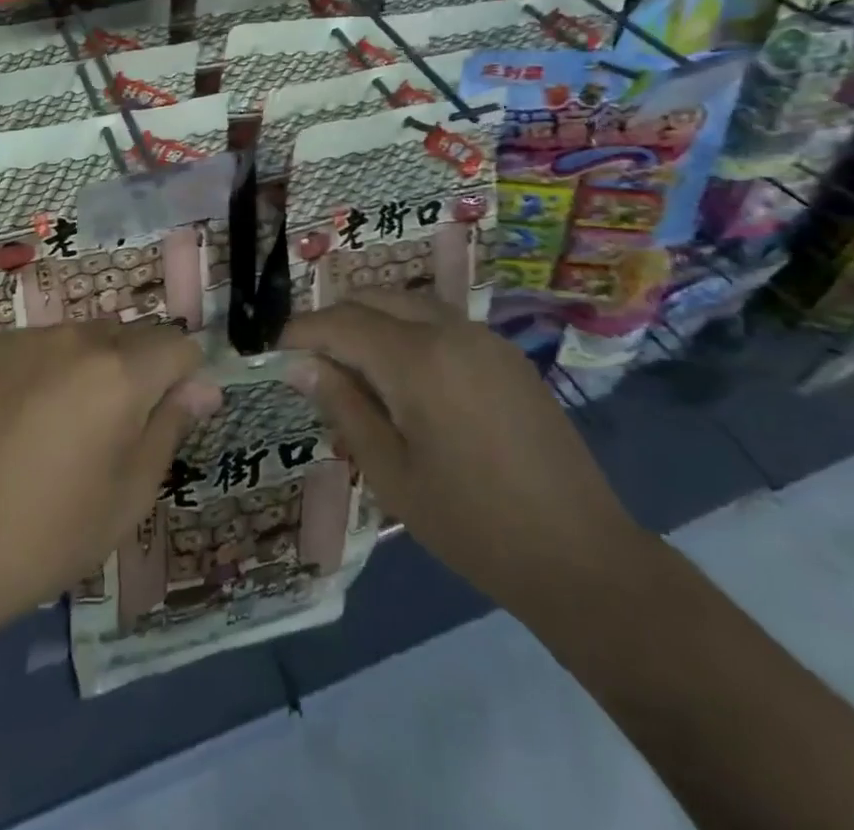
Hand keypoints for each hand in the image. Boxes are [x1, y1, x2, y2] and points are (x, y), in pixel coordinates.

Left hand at [0, 321, 219, 638]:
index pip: (179, 346)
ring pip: (85, 336)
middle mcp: (77, 337)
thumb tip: (204, 386)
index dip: (182, 380)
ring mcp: (27, 337)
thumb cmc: (48, 534)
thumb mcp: (129, 494)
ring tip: (62, 425)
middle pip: (133, 336)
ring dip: (93, 366)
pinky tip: (21, 417)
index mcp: (121, 373)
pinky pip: (40, 343)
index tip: (163, 420)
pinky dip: (48, 367)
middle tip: (112, 431)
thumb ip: (172, 426)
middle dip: (139, 370)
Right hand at [280, 290, 648, 617]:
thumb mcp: (391, 472)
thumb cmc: (472, 524)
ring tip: (353, 367)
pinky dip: (408, 333)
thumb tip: (300, 363)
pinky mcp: (507, 354)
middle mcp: (451, 330)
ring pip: (409, 305)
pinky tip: (405, 377)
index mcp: (418, 359)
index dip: (302, 331)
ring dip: (372, 322)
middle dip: (335, 319)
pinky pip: (442, 323)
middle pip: (375, 299)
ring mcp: (485, 338)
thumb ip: (343, 406)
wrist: (580, 555)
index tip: (274, 350)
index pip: (342, 322)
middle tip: (310, 359)